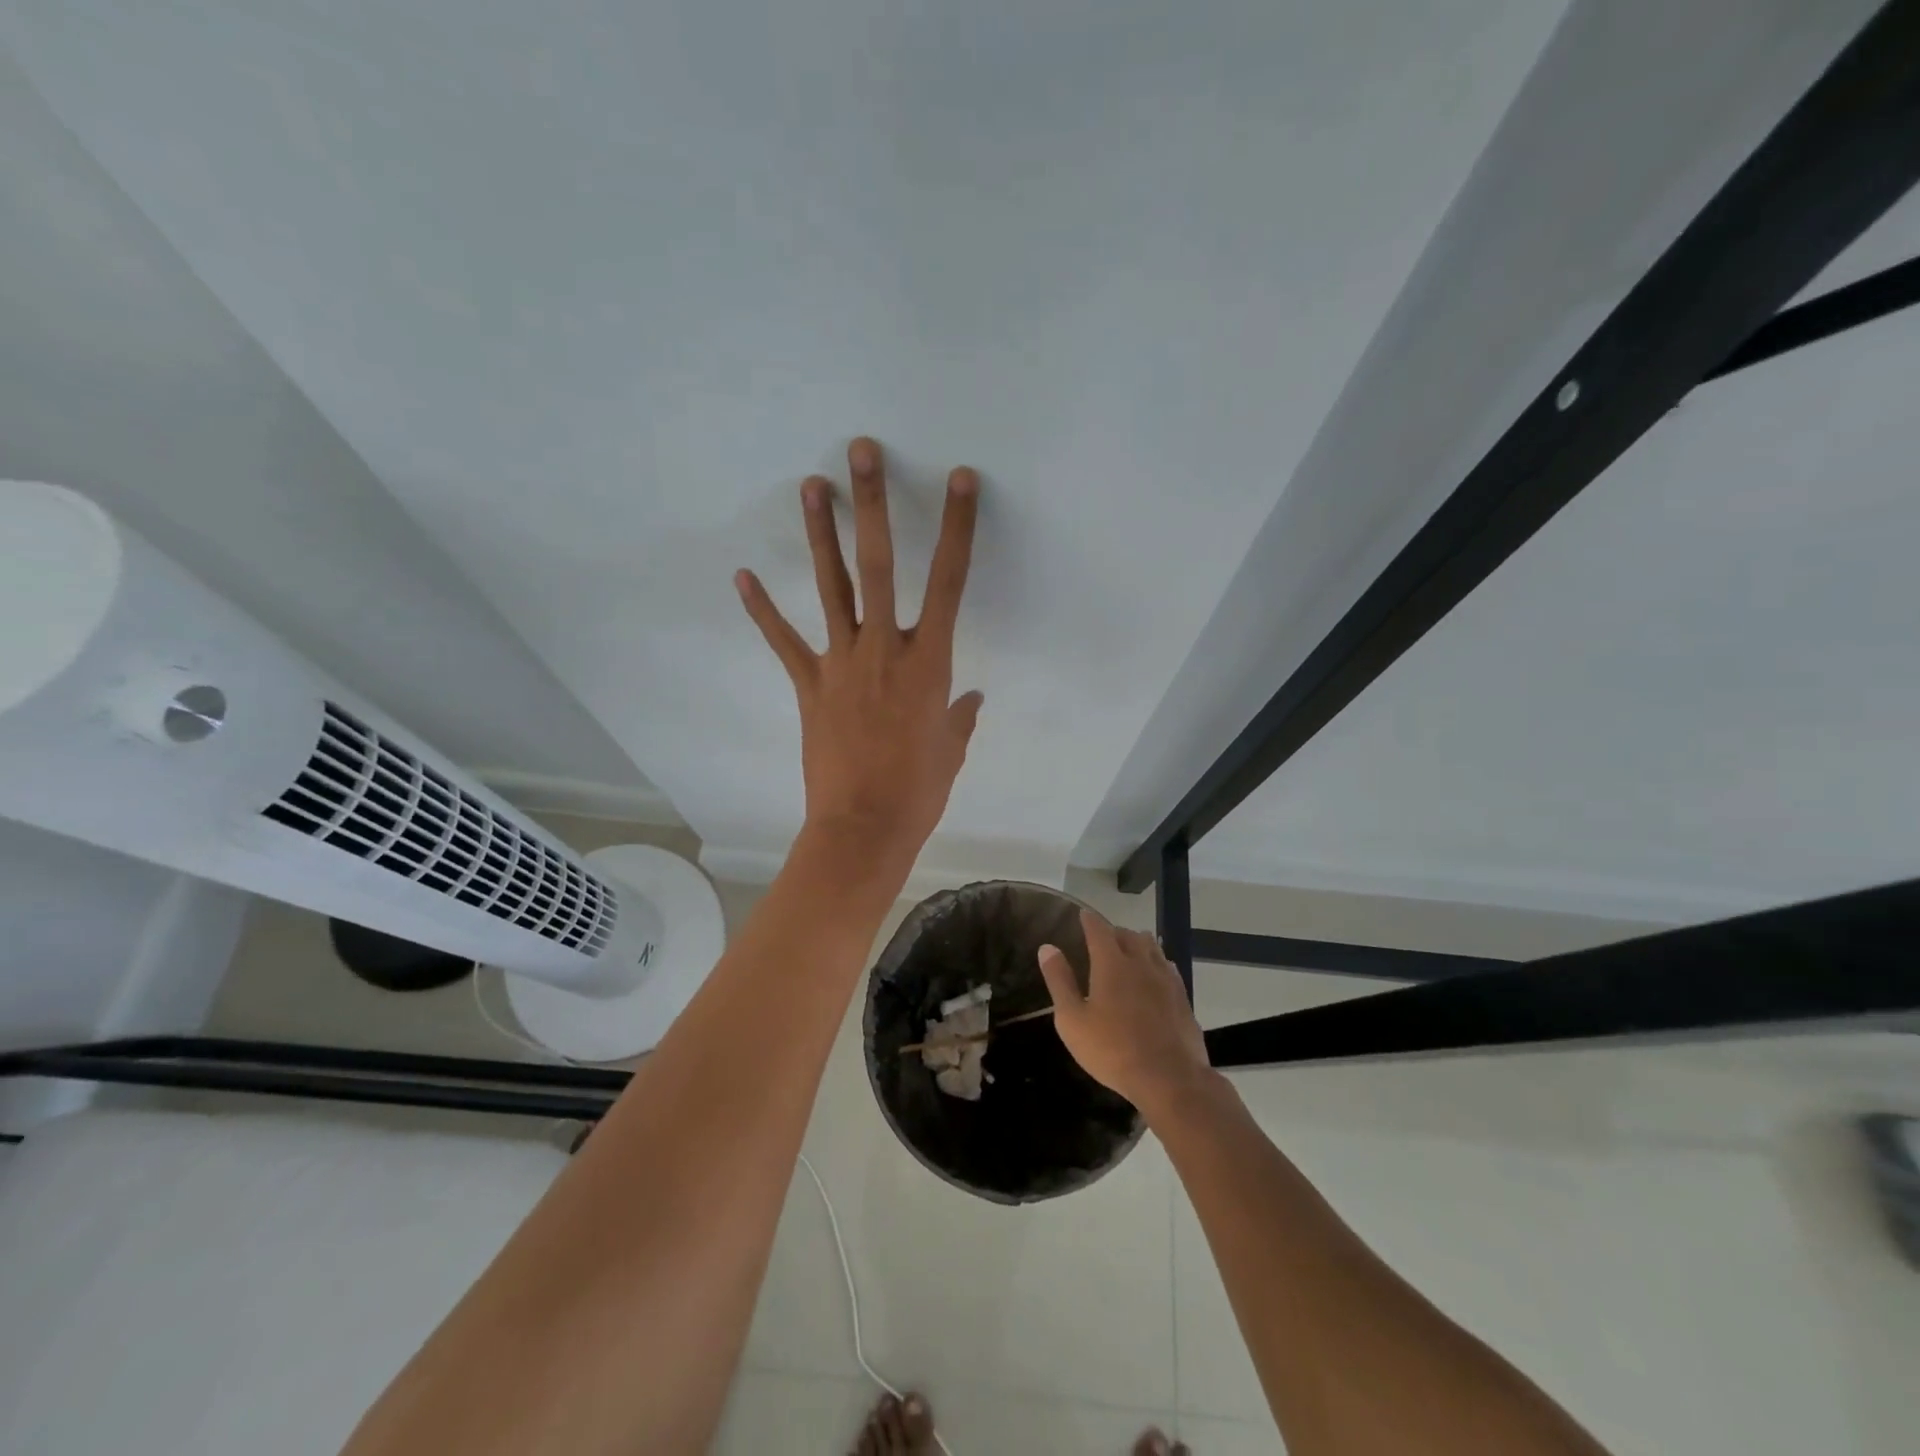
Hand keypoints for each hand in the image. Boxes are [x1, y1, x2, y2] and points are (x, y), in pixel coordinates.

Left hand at [736, 436, 983, 874]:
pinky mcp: (810, 685)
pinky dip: (763, 610)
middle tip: (862, 452)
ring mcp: (841, 664)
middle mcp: (884, 650)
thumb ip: (960, 717)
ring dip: (821, 535)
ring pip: (831, 588)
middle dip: (873, 505)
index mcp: (929, 663)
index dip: (957, 528)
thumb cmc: (918, 792)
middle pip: (880, 566)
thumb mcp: (951, 751)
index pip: (950, 582)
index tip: (959, 481)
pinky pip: (784, 642)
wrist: (863, 828)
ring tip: (811, 486)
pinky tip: (742, 576)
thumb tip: (970, 698)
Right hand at [1037, 910, 1213, 1113]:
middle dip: (1113, 932)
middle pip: (1128, 935)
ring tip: (1128, 951)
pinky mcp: (1182, 997)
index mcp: (1111, 963)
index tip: (1082, 915)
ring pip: (1152, 947)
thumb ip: (1060, 981)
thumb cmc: (1112, 1050)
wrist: (1169, 1078)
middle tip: (1102, 939)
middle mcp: (1141, 962)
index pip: (1099, 929)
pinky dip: (1156, 963)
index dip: (1089, 920)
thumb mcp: (1072, 1019)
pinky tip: (1153, 975)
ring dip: (1137, 944)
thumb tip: (1047, 948)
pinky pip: (1167, 967)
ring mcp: (1165, 979)